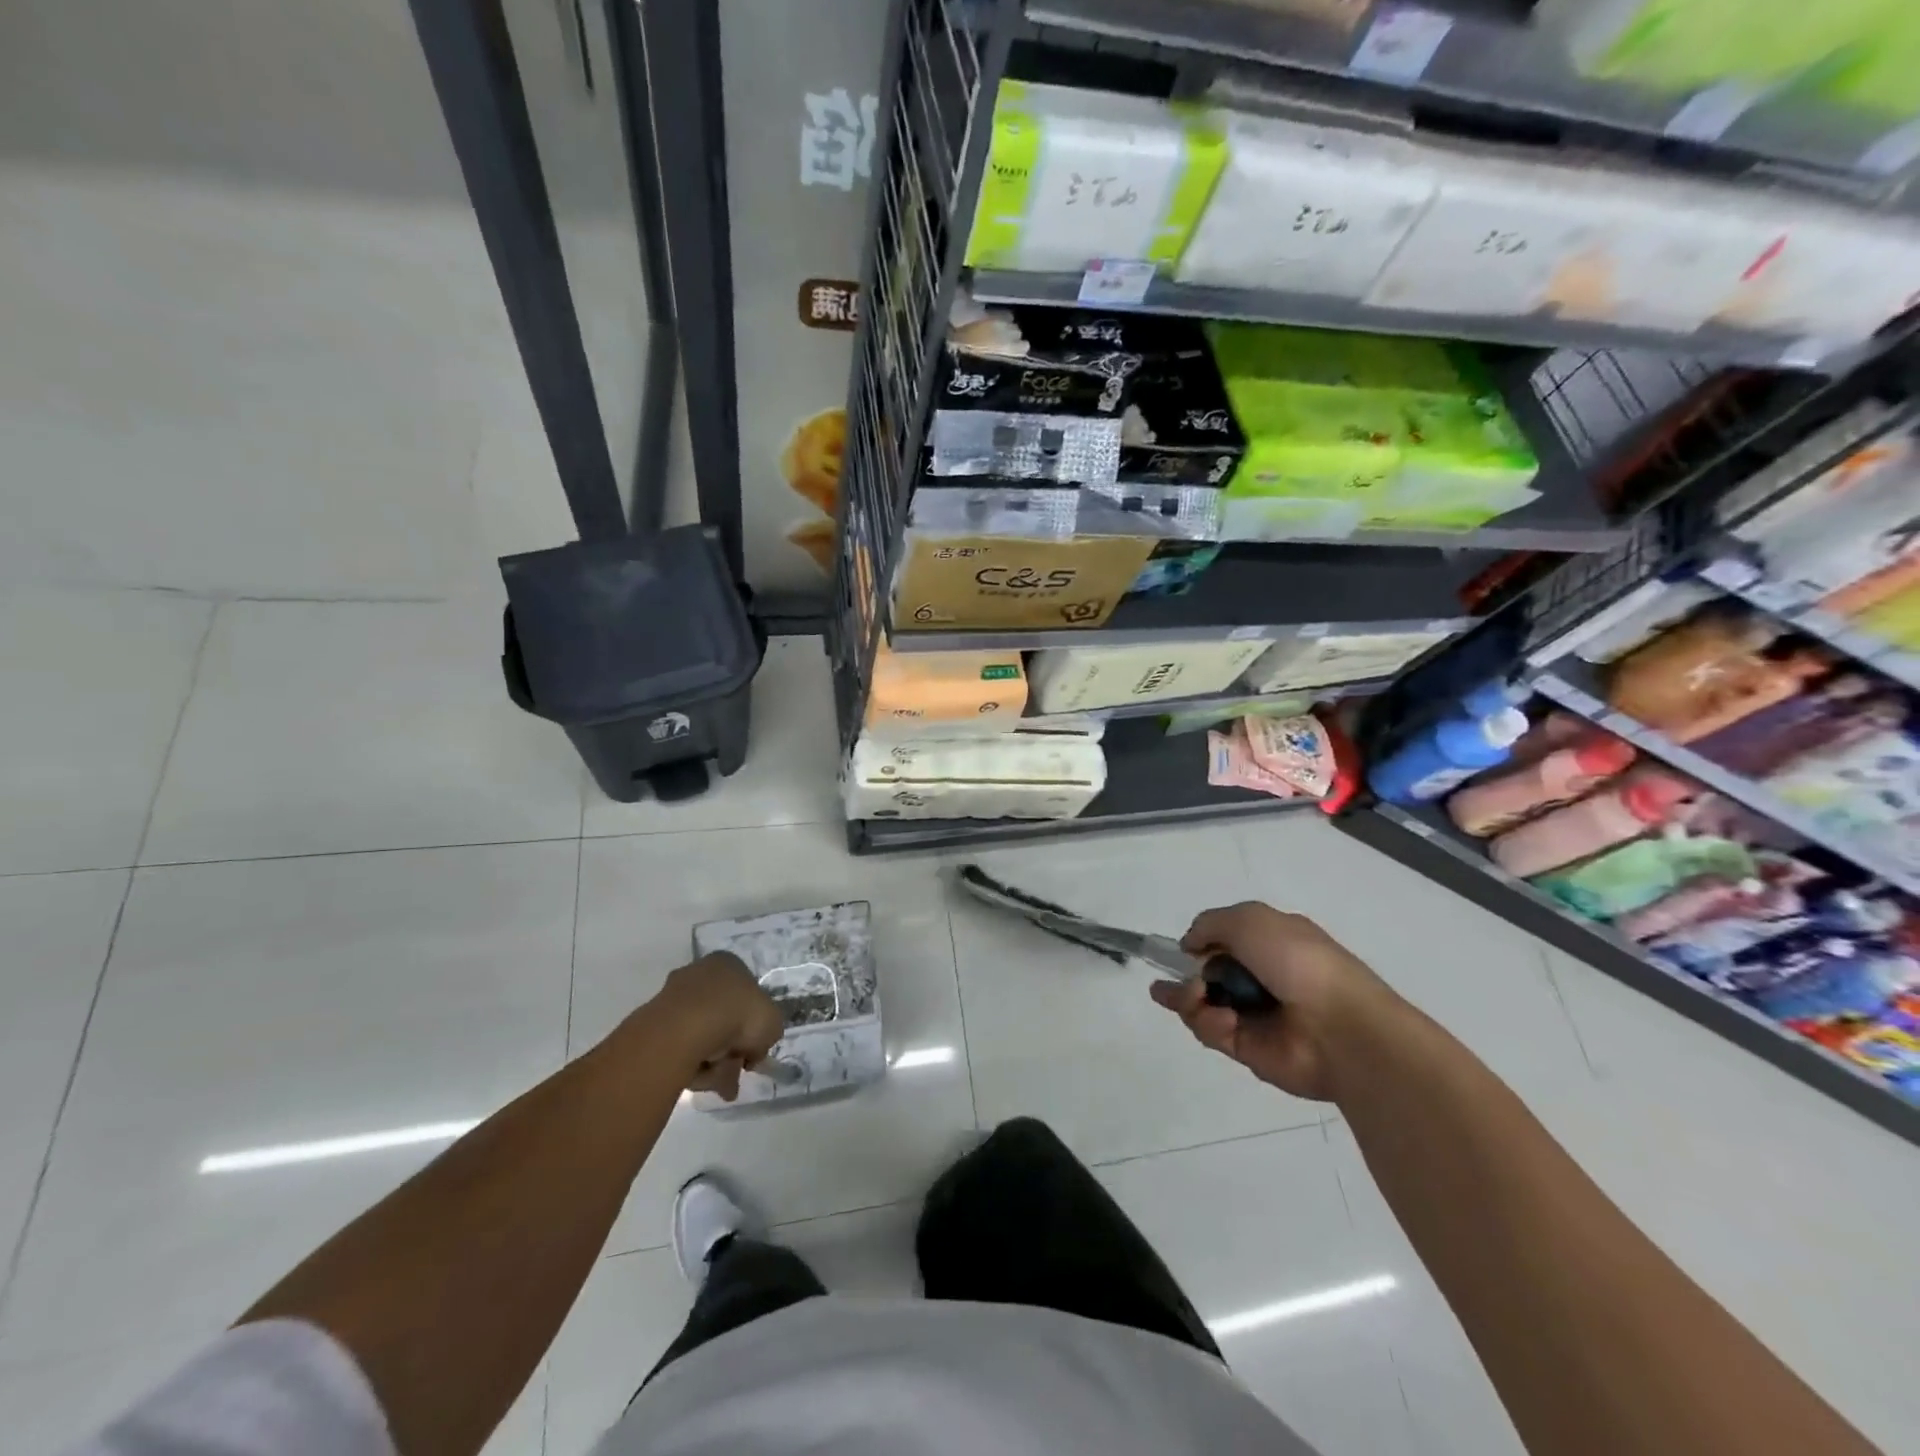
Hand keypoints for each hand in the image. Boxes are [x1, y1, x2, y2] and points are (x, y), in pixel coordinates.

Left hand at [651, 952, 784, 1101]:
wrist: (686, 1029)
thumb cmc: (739, 1014)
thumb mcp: (773, 1023)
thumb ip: (768, 1033)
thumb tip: (753, 1050)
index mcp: (729, 963)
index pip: (746, 993)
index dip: (753, 1023)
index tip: (753, 1048)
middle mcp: (700, 973)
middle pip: (722, 1016)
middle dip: (731, 1048)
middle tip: (737, 1069)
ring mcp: (674, 996)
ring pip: (702, 1035)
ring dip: (713, 1061)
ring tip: (719, 1082)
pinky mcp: (654, 1021)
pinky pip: (680, 1046)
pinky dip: (691, 1064)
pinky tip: (699, 1077)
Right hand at [1149, 902, 1399, 1100]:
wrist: (1340, 1028)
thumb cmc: (1299, 961)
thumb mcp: (1250, 920)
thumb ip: (1209, 924)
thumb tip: (1189, 946)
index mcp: (1271, 943)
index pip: (1226, 940)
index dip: (1201, 943)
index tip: (1184, 949)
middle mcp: (1261, 977)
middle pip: (1206, 974)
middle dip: (1185, 974)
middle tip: (1180, 979)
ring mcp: (1254, 1015)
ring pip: (1201, 1003)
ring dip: (1188, 997)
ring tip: (1194, 996)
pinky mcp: (1247, 1048)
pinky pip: (1211, 1031)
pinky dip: (1207, 1022)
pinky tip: (1220, 1018)